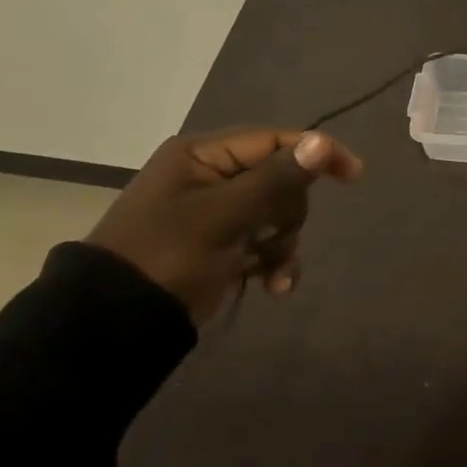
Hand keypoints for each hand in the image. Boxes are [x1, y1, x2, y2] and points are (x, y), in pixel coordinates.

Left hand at [84, 128, 362, 322]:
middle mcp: (211, 176)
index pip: (273, 140)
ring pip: (276, 215)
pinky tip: (275, 286)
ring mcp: (216, 213)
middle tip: (270, 239)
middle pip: (280, 180)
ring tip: (272, 273)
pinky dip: (274, 262)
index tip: (353, 175)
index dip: (315, 153)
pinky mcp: (221, 246)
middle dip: (286, 214)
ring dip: (282, 244)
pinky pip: (264, 243)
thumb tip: (322, 141)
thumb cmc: (166, 257)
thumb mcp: (222, 216)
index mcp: (203, 155)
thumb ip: (275, 179)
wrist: (113, 326)